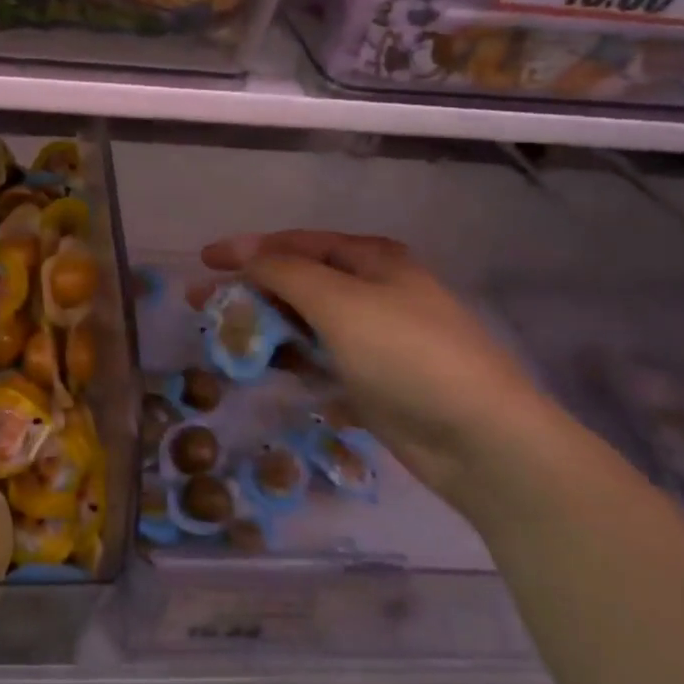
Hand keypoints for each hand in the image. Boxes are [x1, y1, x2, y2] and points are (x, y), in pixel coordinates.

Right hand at [201, 231, 568, 509]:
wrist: (481, 440)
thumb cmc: (407, 354)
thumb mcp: (340, 302)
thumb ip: (286, 272)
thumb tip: (246, 254)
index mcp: (371, 260)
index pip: (295, 243)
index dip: (246, 249)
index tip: (203, 262)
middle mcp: (372, 291)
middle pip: (298, 281)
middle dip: (250, 290)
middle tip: (203, 306)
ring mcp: (374, 337)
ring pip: (306, 323)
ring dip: (267, 327)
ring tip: (226, 341)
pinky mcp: (373, 379)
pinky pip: (319, 360)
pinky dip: (291, 360)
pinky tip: (265, 370)